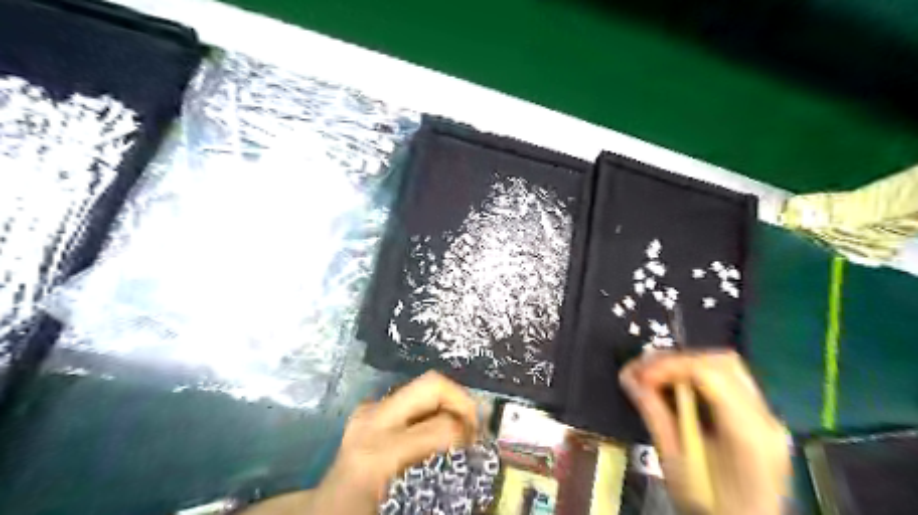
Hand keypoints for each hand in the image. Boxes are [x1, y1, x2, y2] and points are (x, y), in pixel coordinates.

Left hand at [309, 373, 476, 512]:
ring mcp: (369, 409)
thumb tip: (473, 451)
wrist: (320, 510)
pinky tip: (436, 427)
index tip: (478, 448)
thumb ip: (437, 471)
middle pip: (431, 384)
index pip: (441, 426)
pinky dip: (431, 406)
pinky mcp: (368, 408)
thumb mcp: (402, 504)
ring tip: (460, 427)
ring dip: (447, 402)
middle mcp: (374, 420)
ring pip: (423, 385)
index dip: (467, 433)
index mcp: (380, 452)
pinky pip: (410, 397)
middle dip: (461, 400)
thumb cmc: (360, 512)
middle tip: (474, 426)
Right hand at [621, 350, 792, 513]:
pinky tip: (677, 390)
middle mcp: (765, 417)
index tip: (639, 377)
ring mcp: (767, 417)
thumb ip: (655, 414)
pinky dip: (698, 377)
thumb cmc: (709, 506)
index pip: (710, 373)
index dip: (669, 366)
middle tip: (645, 373)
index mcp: (748, 433)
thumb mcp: (675, 463)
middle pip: (722, 362)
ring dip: (687, 366)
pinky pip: (728, 382)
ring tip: (656, 378)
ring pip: (726, 367)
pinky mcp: (760, 419)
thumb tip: (628, 377)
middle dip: (677, 360)